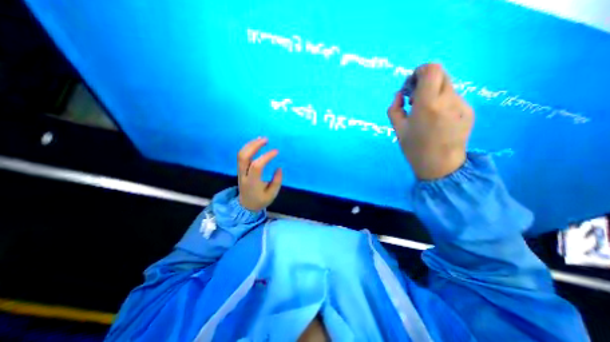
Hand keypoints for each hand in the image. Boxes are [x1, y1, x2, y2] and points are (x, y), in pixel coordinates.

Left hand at [236, 137, 283, 211]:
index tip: (276, 151)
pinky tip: (256, 143)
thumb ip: (276, 181)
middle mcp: (243, 175)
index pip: (257, 166)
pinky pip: (241, 156)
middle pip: (244, 157)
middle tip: (266, 139)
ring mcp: (240, 171)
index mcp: (252, 182)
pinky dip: (248, 147)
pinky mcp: (240, 169)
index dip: (266, 157)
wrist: (245, 205)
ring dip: (251, 144)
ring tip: (261, 138)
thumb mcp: (272, 194)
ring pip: (241, 154)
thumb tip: (279, 168)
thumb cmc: (260, 200)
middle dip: (254, 146)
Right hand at [388, 62, 472, 178]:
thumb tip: (399, 95)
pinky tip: (436, 119)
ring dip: (433, 92)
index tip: (410, 86)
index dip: (419, 71)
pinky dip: (441, 101)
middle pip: (440, 74)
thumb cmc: (414, 148)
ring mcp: (462, 105)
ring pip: (447, 86)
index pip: (431, 69)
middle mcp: (448, 100)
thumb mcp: (397, 129)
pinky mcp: (469, 111)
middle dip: (424, 81)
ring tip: (424, 111)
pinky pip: (453, 97)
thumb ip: (394, 108)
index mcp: (428, 104)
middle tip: (414, 99)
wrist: (441, 166)